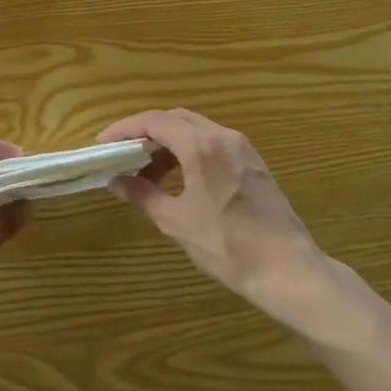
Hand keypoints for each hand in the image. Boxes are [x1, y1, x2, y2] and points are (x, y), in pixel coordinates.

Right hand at [98, 109, 342, 328]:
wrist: (288, 270)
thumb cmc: (227, 245)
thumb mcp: (176, 221)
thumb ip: (142, 195)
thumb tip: (116, 182)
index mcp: (202, 146)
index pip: (154, 121)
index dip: (124, 129)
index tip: (103, 144)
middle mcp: (223, 137)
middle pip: (175, 119)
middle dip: (145, 133)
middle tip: (122, 154)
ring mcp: (243, 149)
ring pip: (195, 130)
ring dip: (168, 144)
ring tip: (146, 173)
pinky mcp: (254, 164)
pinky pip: (213, 144)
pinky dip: (189, 153)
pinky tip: (179, 179)